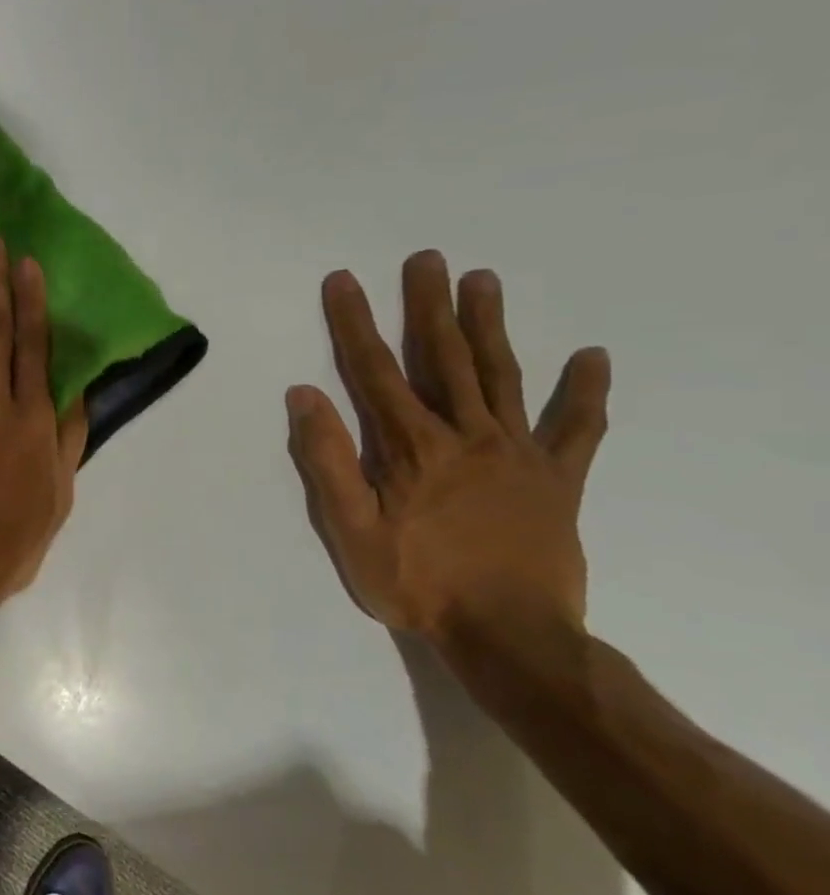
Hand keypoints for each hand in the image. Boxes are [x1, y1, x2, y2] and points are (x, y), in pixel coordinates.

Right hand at [286, 251, 611, 650]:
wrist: (510, 635)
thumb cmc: (416, 582)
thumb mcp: (351, 529)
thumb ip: (328, 460)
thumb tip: (304, 395)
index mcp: (412, 447)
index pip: (375, 370)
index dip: (355, 322)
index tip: (343, 281)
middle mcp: (467, 435)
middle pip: (444, 358)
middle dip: (429, 306)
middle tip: (426, 259)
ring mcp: (520, 453)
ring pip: (502, 376)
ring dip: (489, 326)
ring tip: (483, 280)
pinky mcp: (560, 479)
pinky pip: (578, 428)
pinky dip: (585, 393)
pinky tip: (591, 358)